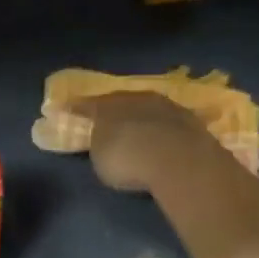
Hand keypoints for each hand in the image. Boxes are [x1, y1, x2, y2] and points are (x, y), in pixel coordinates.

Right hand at [79, 92, 221, 193]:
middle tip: (108, 120)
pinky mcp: (190, 119)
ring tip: (139, 131)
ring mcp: (166, 106)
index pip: (87, 105)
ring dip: (142, 118)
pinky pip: (168, 122)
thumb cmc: (128, 159)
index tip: (68, 109)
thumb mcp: (101, 158)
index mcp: (107, 105)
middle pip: (121, 101)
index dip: (77, 109)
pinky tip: (163, 139)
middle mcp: (136, 98)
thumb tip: (104, 141)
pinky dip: (163, 129)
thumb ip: (100, 145)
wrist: (178, 160)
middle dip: (115, 111)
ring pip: (148, 108)